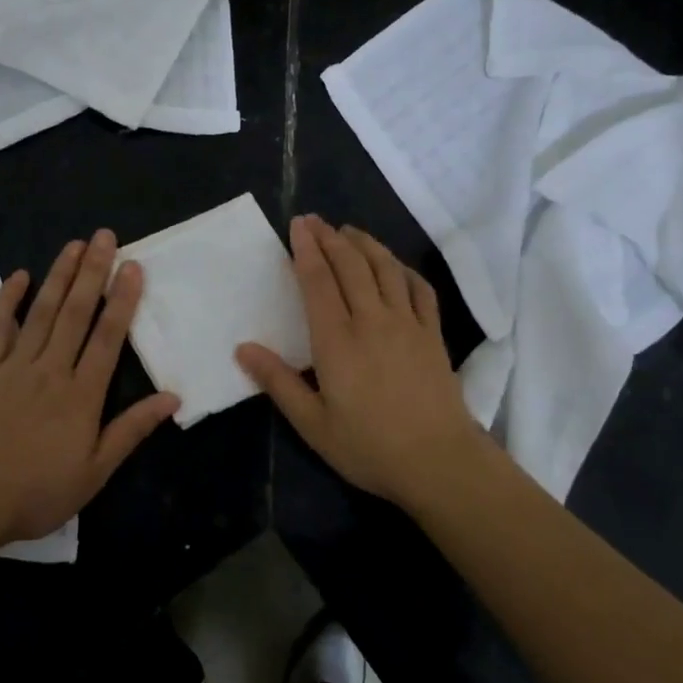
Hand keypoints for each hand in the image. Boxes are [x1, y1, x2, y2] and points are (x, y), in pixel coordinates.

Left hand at [0, 229, 179, 543]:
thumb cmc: (35, 493)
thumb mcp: (94, 472)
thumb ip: (131, 431)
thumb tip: (171, 397)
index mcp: (81, 394)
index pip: (108, 337)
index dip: (122, 299)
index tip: (132, 266)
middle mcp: (51, 369)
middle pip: (76, 312)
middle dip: (93, 272)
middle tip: (105, 236)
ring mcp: (14, 366)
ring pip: (42, 312)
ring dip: (59, 276)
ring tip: (74, 245)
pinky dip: (8, 300)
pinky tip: (20, 276)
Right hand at [236, 215, 487, 507]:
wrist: (439, 462)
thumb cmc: (369, 447)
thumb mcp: (313, 424)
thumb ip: (278, 382)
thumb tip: (243, 348)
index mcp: (337, 341)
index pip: (318, 282)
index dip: (306, 249)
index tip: (298, 225)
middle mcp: (372, 321)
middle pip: (351, 266)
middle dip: (331, 238)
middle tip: (316, 220)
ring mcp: (408, 324)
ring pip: (386, 269)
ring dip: (366, 244)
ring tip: (350, 231)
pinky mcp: (433, 335)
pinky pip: (420, 289)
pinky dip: (405, 270)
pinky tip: (395, 266)